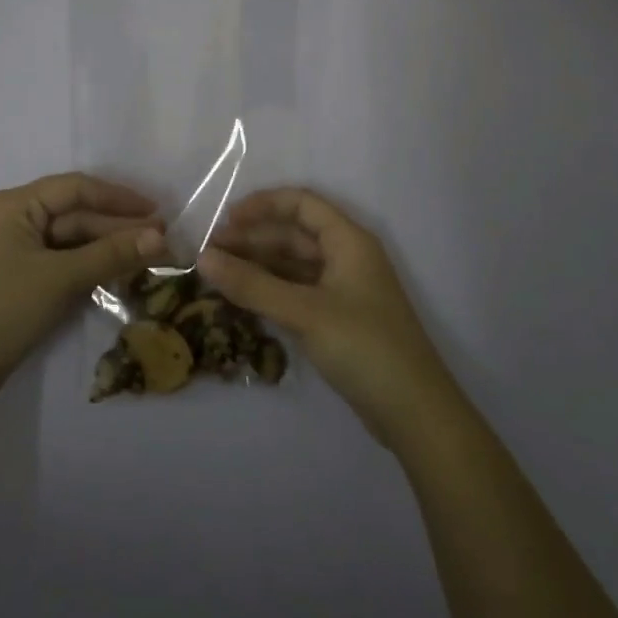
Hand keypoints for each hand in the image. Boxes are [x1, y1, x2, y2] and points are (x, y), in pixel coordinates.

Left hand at [0, 173, 166, 408]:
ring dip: (106, 248)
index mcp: (15, 205)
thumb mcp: (60, 278)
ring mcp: (12, 250)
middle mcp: (12, 219)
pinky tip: (117, 273)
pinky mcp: (16, 279)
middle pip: (74, 214)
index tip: (158, 211)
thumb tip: (160, 237)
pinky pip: (59, 262)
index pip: (76, 188)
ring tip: (148, 257)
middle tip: (161, 240)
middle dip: (117, 226)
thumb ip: (111, 254)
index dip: (119, 198)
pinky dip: (87, 266)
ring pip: (69, 240)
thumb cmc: (2, 310)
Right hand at [200, 188, 457, 446]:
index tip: (225, 219)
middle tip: (209, 253)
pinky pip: (297, 292)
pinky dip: (270, 291)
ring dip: (258, 266)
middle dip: (253, 239)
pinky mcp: (339, 319)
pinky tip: (243, 300)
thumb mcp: (304, 312)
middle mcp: (347, 257)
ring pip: (293, 265)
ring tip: (218, 275)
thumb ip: (252, 285)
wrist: (415, 413)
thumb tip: (202, 257)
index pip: (301, 204)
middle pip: (294, 234)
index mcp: (348, 240)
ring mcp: (343, 290)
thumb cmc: (364, 347)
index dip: (262, 205)